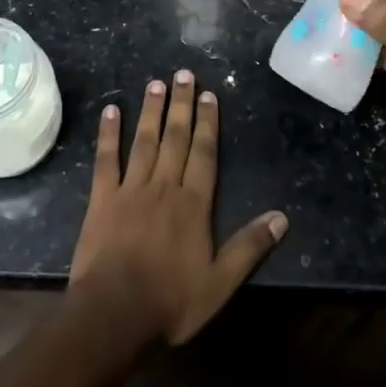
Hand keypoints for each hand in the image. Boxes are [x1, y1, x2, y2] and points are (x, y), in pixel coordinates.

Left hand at [69, 70, 287, 345]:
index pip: (203, 153)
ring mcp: (131, 189)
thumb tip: (282, 217)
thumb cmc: (170, 301)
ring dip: (151, 111)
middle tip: (184, 73)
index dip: (207, 123)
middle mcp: (164, 186)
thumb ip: (249, 247)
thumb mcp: (220, 283)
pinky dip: (109, 133)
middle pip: (175, 138)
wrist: (114, 312)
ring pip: (144, 141)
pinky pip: (106, 159)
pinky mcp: (102, 198)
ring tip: (156, 83)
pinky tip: (111, 110)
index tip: (209, 95)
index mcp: (193, 204)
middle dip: (181, 104)